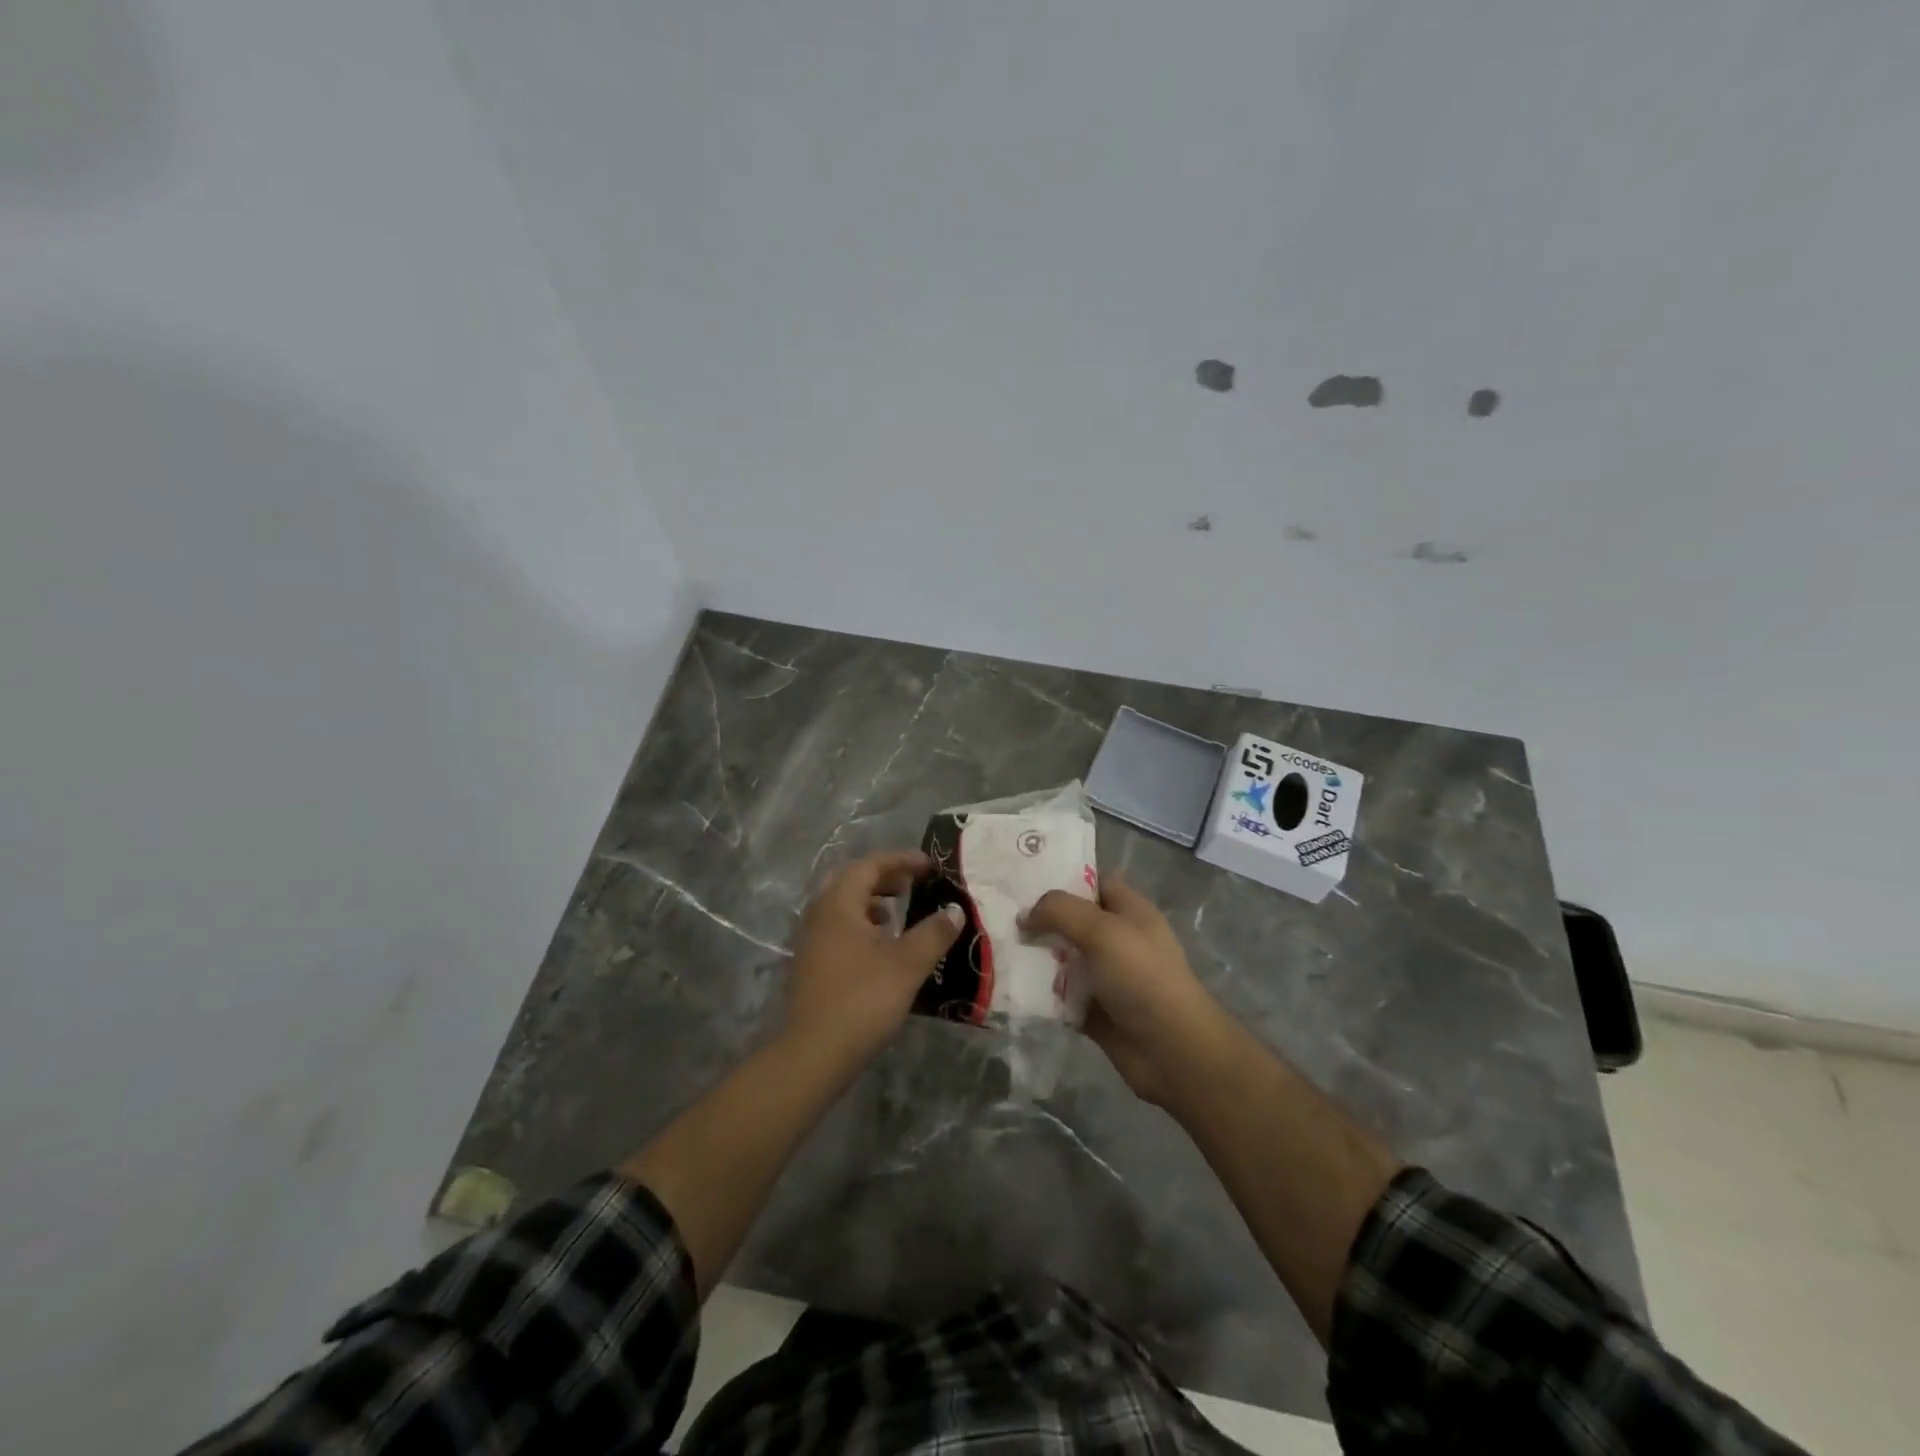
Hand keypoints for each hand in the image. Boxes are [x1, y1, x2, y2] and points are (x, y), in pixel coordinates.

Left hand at [784, 850, 963, 1069]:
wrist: (813, 1053)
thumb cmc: (862, 999)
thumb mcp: (908, 964)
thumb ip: (934, 933)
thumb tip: (955, 911)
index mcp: (839, 903)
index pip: (870, 865)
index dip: (902, 860)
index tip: (931, 866)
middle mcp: (819, 913)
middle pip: (852, 880)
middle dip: (884, 877)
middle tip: (913, 883)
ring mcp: (810, 940)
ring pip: (842, 905)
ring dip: (871, 901)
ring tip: (899, 913)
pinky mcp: (810, 964)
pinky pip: (837, 927)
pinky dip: (861, 924)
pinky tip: (880, 947)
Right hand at [1022, 874, 1226, 1105]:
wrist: (1172, 1050)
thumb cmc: (1142, 978)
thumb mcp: (1103, 930)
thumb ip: (1060, 911)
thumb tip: (1025, 915)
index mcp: (1130, 911)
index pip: (1094, 882)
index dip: (1063, 877)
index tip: (1023, 878)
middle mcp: (1119, 940)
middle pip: (1073, 921)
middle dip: (1040, 919)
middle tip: (1000, 916)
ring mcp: (1107, 977)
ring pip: (1064, 959)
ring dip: (1036, 957)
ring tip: (997, 950)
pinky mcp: (1095, 1011)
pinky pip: (1061, 996)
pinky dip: (1041, 993)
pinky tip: (1012, 986)